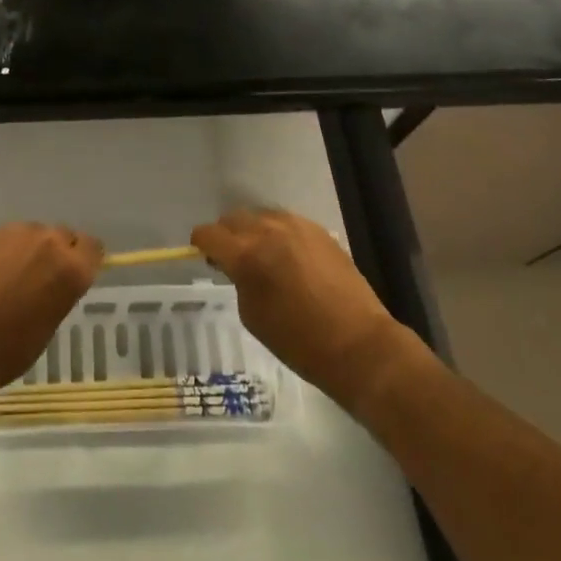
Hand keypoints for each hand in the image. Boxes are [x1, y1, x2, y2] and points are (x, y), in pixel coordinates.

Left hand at [0, 223, 102, 416]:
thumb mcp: (49, 325)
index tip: (76, 275)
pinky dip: (7, 251)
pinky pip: (9, 237)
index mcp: (70, 268)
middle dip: (58, 253)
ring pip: (35, 234)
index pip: (93, 248)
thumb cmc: (7, 351)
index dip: (85, 261)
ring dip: (31, 250)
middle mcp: (47, 241)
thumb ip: (61, 291)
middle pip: (63, 236)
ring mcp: (15, 233)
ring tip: (13, 278)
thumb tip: (56, 280)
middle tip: (43, 279)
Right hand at [191, 209, 424, 409]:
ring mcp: (297, 226)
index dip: (201, 244)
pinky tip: (287, 257)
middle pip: (233, 218)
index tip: (205, 255)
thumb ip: (238, 280)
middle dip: (226, 235)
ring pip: (261, 216)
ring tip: (261, 256)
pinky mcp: (318, 230)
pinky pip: (286, 222)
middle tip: (231, 259)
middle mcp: (269, 230)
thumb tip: (234, 265)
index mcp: (247, 254)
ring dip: (253, 231)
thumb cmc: (299, 341)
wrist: (358, 344)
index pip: (209, 234)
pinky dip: (278, 234)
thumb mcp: (253, 315)